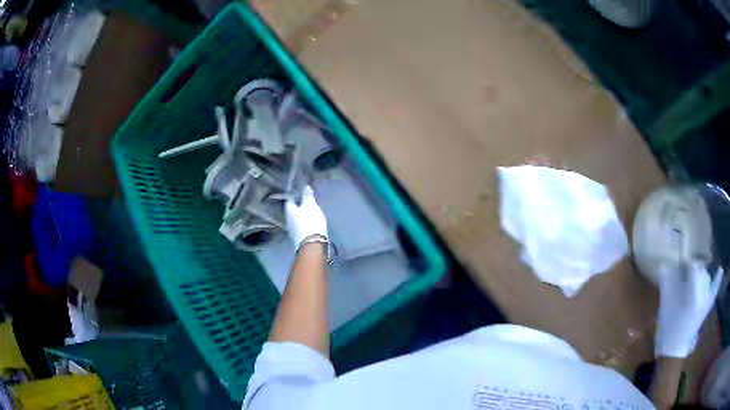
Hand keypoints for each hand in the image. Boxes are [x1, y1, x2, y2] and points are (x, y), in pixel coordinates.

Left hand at [285, 185, 327, 248]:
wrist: (313, 246)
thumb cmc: (310, 222)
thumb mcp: (311, 206)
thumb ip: (307, 196)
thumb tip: (305, 186)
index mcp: (289, 209)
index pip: (289, 197)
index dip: (293, 192)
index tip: (298, 187)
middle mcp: (288, 219)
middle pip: (291, 208)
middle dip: (297, 202)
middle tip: (304, 197)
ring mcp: (292, 229)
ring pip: (295, 217)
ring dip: (301, 212)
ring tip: (309, 208)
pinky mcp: (298, 236)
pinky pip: (300, 224)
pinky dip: (303, 220)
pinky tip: (309, 219)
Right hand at [655, 262, 723, 357]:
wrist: (672, 353)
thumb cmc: (668, 329)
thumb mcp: (665, 307)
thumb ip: (666, 285)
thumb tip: (664, 266)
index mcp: (693, 293)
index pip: (693, 266)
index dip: (685, 264)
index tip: (678, 268)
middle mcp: (703, 294)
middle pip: (701, 271)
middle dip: (693, 270)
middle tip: (683, 276)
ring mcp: (706, 301)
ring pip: (706, 278)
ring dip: (700, 275)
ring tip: (693, 279)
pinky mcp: (707, 308)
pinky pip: (714, 290)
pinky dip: (717, 280)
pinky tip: (720, 270)